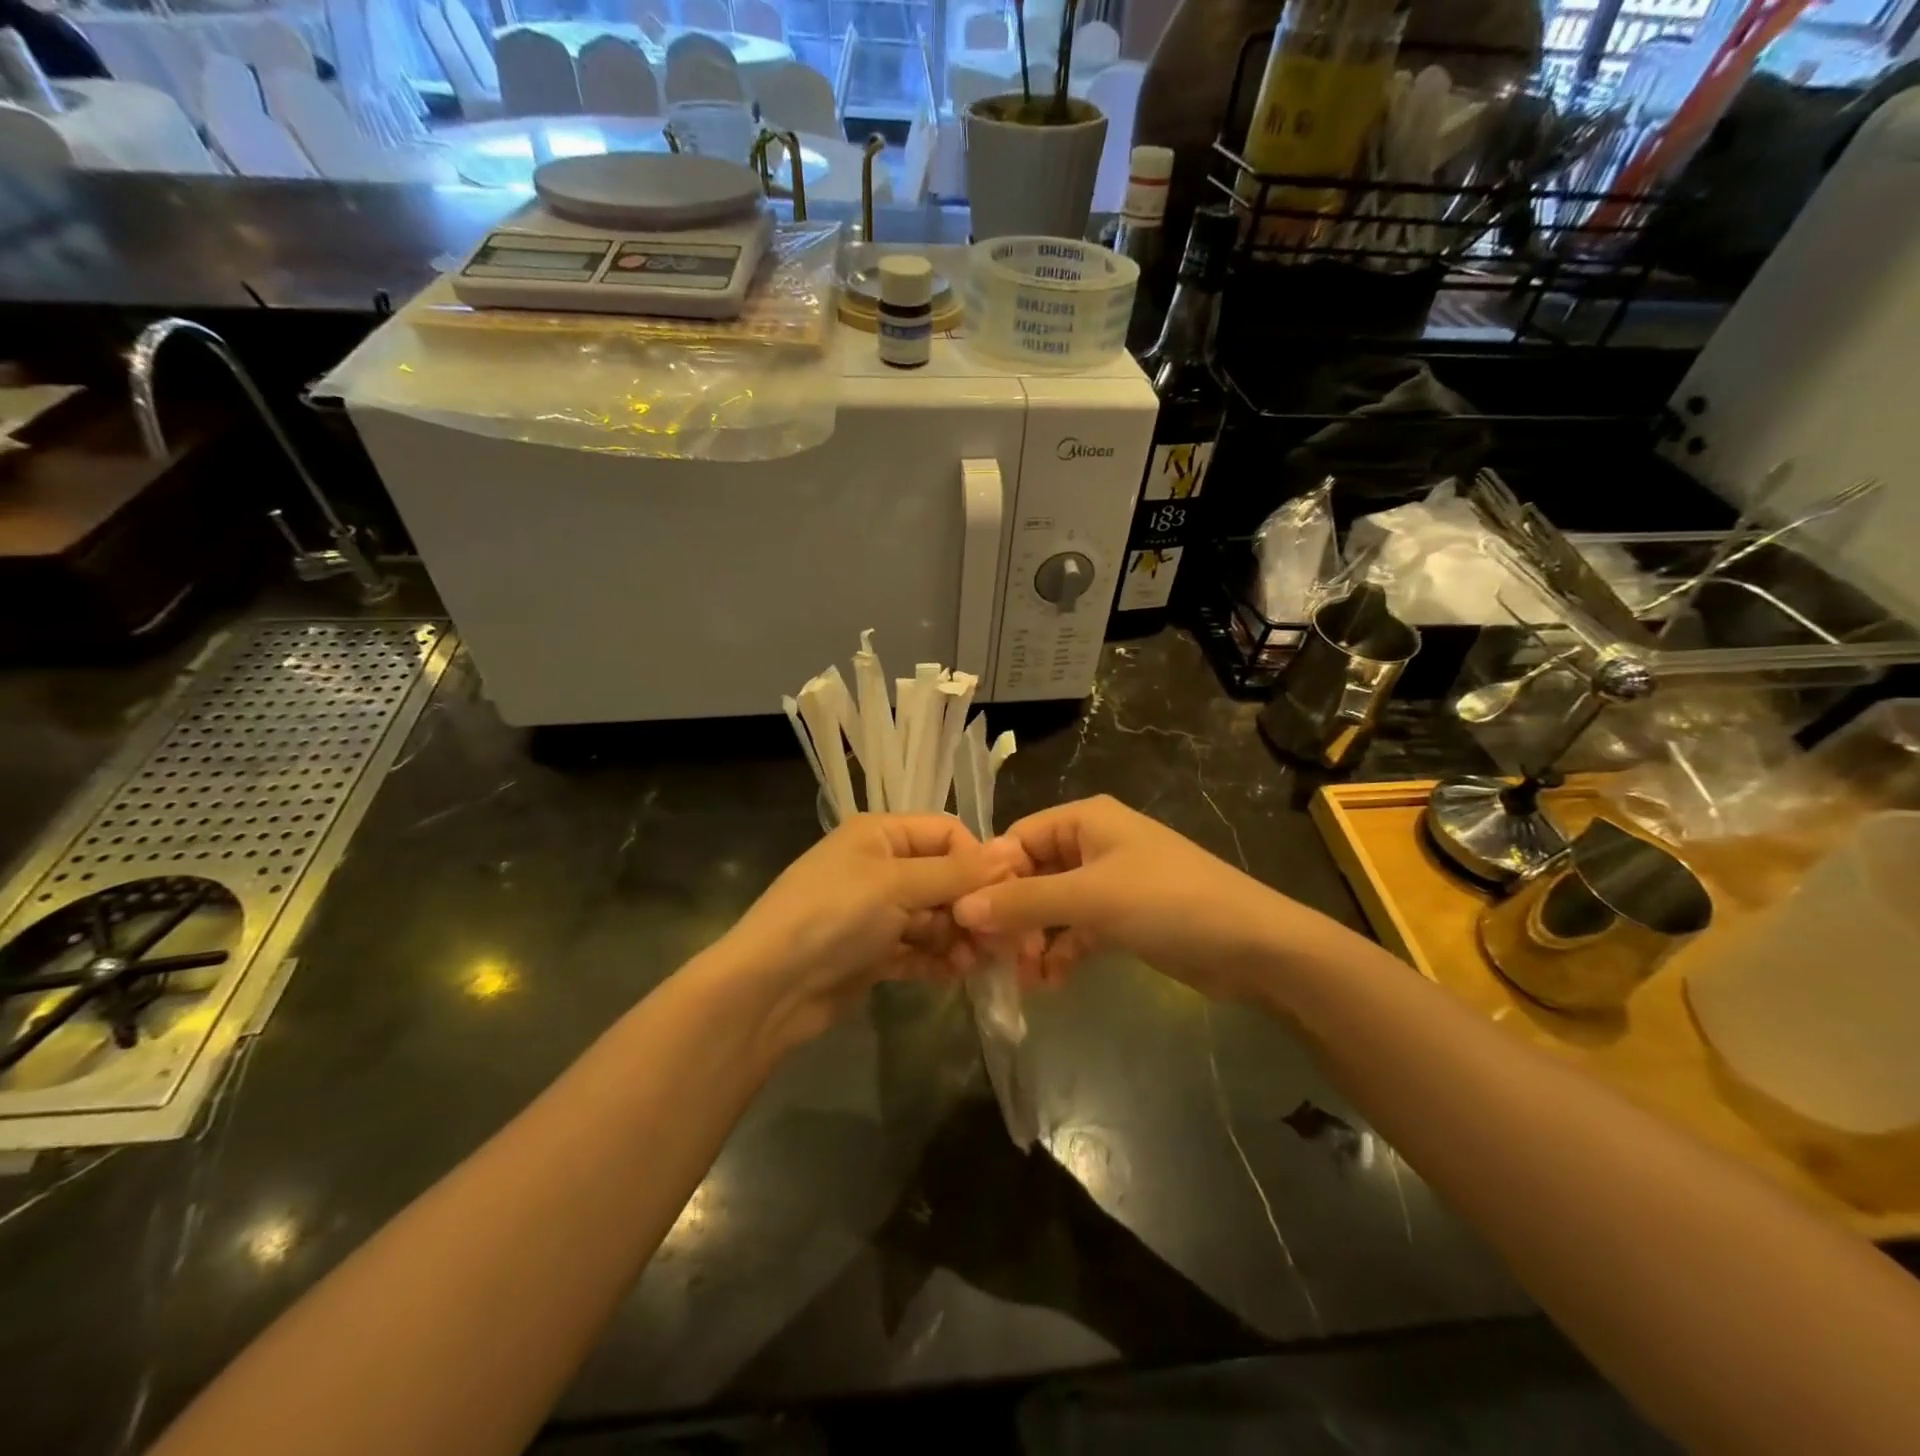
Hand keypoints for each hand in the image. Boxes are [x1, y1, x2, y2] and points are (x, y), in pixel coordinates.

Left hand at [719, 813, 1003, 1044]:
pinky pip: (917, 949)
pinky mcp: (873, 952)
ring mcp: (876, 912)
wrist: (769, 988)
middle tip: (1000, 939)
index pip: (946, 833)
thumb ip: (956, 872)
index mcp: (881, 834)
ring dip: (957, 937)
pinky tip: (954, 975)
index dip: (977, 861)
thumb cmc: (834, 916)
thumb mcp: (896, 885)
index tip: (1004, 895)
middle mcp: (880, 866)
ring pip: (934, 917)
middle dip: (971, 906)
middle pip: (944, 878)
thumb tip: (1011, 850)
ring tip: (973, 963)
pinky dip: (936, 960)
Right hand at [951, 795, 1327, 1000]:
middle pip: (1033, 874)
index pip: (1018, 839)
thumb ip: (1025, 902)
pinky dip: (1062, 951)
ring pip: (1053, 906)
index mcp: (1085, 821)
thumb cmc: (1168, 902)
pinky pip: (1077, 929)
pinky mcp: (1123, 918)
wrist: (1254, 947)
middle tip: (993, 957)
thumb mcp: (1092, 898)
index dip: (991, 876)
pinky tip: (1050, 982)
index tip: (966, 919)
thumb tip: (962, 908)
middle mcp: (1093, 844)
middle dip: (1013, 914)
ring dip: (1034, 939)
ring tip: (1022, 977)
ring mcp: (1109, 883)